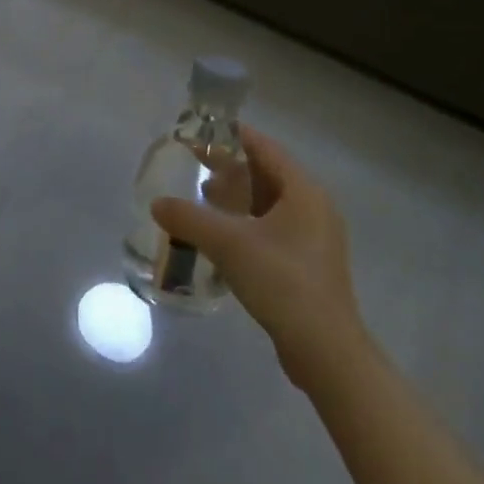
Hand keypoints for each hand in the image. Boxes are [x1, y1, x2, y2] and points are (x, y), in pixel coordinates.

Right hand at [152, 126, 364, 381]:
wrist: (325, 351)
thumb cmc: (282, 282)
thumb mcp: (229, 244)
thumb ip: (189, 218)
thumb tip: (157, 203)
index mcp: (303, 191)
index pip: (264, 148)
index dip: (232, 136)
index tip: (200, 131)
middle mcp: (314, 207)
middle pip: (267, 174)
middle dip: (230, 168)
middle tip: (194, 164)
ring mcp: (315, 237)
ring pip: (269, 203)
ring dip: (237, 197)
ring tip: (203, 198)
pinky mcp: (308, 263)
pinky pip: (273, 227)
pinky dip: (247, 221)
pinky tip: (222, 236)